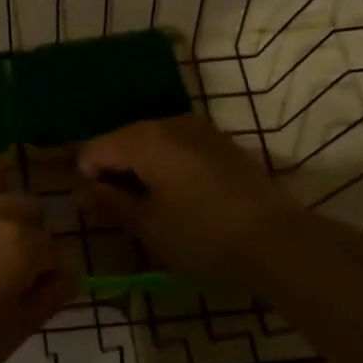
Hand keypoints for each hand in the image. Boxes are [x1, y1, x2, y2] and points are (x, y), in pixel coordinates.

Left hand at [0, 166, 71, 362]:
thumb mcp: (17, 333)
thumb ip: (51, 295)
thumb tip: (67, 271)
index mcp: (22, 245)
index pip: (56, 250)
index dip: (50, 274)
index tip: (34, 293)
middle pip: (29, 210)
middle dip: (30, 235)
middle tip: (10, 270)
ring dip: (1, 207)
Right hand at [78, 115, 297, 287]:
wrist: (278, 240)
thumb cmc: (203, 235)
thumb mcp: (148, 226)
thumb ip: (111, 204)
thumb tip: (85, 191)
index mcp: (143, 139)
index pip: (94, 149)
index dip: (88, 178)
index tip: (99, 210)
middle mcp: (168, 123)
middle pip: (123, 140)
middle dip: (115, 171)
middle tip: (122, 211)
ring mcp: (199, 129)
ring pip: (153, 143)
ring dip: (143, 169)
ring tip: (152, 207)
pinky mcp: (222, 143)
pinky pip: (179, 147)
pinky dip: (169, 166)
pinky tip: (181, 198)